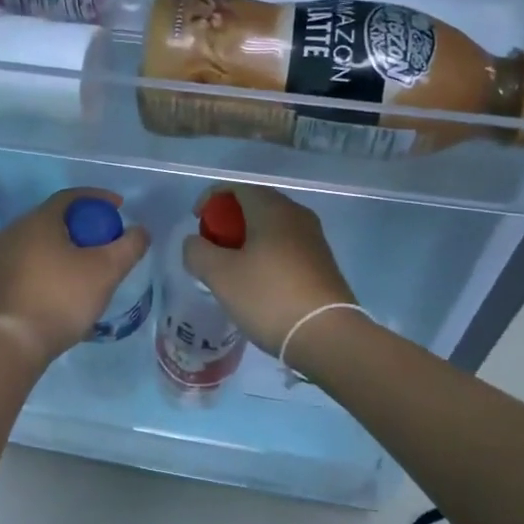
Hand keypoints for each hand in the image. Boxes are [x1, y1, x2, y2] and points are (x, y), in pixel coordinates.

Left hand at [0, 188, 151, 364]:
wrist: (15, 342)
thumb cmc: (62, 297)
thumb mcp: (107, 270)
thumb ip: (129, 246)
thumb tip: (140, 231)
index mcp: (37, 220)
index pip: (70, 196)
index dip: (98, 198)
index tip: (119, 209)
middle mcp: (15, 231)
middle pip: (55, 218)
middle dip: (84, 224)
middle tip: (106, 238)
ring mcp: (3, 256)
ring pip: (42, 240)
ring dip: (67, 245)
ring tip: (89, 263)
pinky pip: (31, 260)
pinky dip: (52, 263)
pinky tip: (66, 283)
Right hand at [183, 186, 357, 357]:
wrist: (327, 336)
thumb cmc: (268, 297)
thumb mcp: (219, 275)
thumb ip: (197, 251)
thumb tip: (195, 243)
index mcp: (272, 209)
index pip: (237, 187)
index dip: (211, 198)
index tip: (197, 222)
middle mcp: (296, 215)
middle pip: (255, 205)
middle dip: (228, 221)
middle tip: (212, 247)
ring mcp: (314, 239)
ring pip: (272, 227)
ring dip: (247, 240)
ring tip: (232, 268)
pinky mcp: (323, 263)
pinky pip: (286, 247)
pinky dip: (266, 254)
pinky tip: (258, 283)